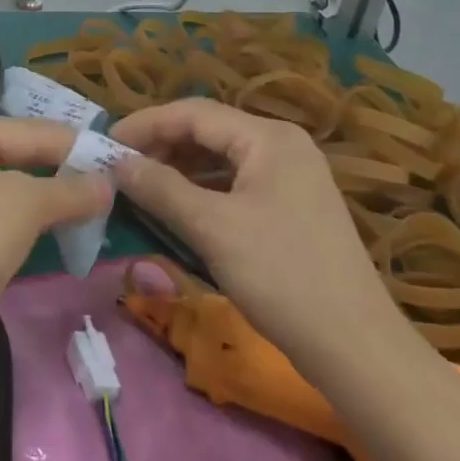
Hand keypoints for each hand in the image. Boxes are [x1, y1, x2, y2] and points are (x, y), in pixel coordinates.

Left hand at [0, 118, 110, 373]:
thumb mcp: (29, 203)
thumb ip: (73, 190)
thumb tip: (109, 183)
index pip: (30, 130)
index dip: (75, 144)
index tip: (116, 156)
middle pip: (20, 158)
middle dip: (64, 172)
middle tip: (111, 182)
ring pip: (13, 192)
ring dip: (51, 201)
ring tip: (95, 208)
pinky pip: (2, 221)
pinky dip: (31, 225)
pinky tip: (61, 232)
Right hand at [109, 99, 404, 368]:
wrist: (354, 347)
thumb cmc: (280, 275)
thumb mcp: (212, 228)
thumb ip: (161, 188)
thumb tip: (116, 163)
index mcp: (268, 137)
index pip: (194, 113)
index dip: (145, 125)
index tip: (104, 145)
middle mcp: (282, 146)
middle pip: (208, 131)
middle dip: (161, 147)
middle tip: (118, 170)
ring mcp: (291, 177)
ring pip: (221, 160)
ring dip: (179, 170)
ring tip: (140, 188)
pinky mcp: (291, 208)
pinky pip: (235, 185)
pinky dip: (202, 192)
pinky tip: (178, 210)